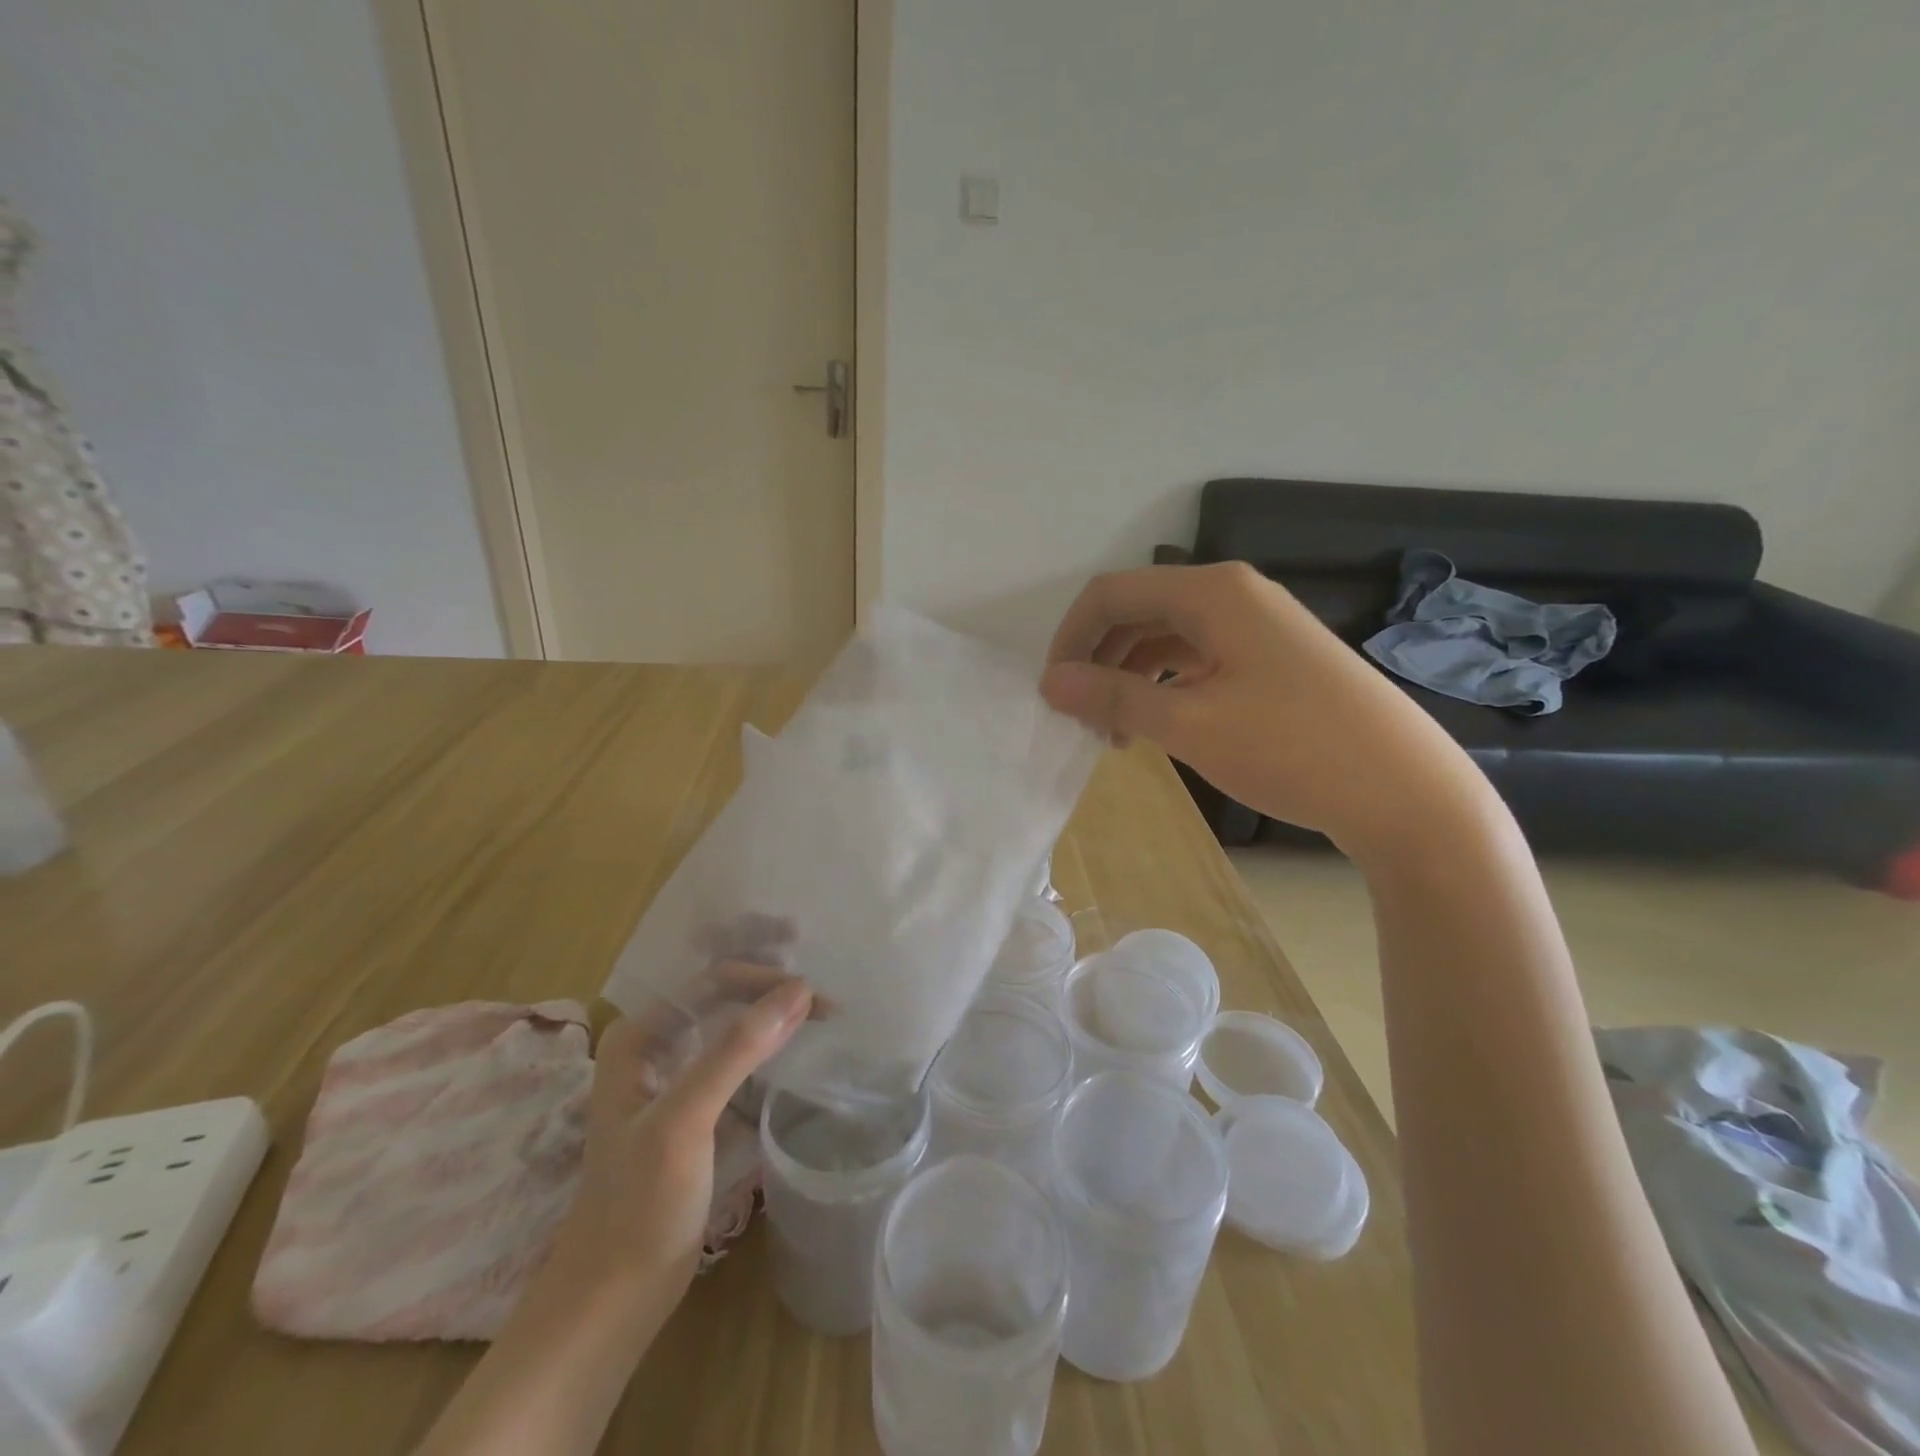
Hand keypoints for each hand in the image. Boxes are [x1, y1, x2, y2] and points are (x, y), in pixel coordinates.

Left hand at [552, 970, 813, 1304]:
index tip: (817, 994)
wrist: (611, 1300)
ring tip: (821, 1013)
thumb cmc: (639, 1207)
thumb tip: (799, 989)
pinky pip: (735, 1060)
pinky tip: (796, 1050)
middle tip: (826, 994)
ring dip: (773, 1014)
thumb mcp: (685, 1121)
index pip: (713, 982)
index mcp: (638, 1036)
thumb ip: (736, 1051)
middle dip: (771, 986)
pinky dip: (768, 1048)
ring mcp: (673, 1078)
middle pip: (722, 996)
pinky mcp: (693, 1109)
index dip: (765, 980)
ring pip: (731, 1026)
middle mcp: (653, 1046)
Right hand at [1041, 563, 1485, 857]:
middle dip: (1099, 660)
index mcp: (1212, 592)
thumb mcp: (1189, 724)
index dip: (1070, 638)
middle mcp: (1235, 594)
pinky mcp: (1275, 658)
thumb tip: (1050, 682)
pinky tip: (1161, 722)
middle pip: (1139, 611)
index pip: (1111, 593)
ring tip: (1117, 733)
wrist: (1404, 792)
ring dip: (1130, 676)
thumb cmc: (1291, 748)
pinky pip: (1200, 657)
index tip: (1054, 693)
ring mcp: (1259, 625)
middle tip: (1084, 721)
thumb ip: (1113, 697)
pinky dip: (1167, 684)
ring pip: (1168, 636)